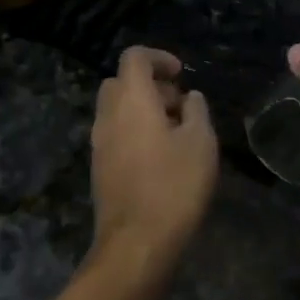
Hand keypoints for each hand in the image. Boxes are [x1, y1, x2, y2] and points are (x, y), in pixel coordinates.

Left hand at [90, 47, 218, 278]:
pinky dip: (134, 131)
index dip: (159, 58)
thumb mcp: (201, 142)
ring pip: (116, 109)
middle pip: (121, 82)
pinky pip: (115, 134)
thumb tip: (189, 98)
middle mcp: (108, 115)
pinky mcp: (99, 168)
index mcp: (131, 100)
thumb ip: (197, 111)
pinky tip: (160, 157)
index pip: (134, 57)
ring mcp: (99, 143)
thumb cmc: (174, 185)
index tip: (182, 75)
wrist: (137, 242)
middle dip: (150, 85)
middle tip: (180, 106)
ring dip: (142, 110)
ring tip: (175, 133)